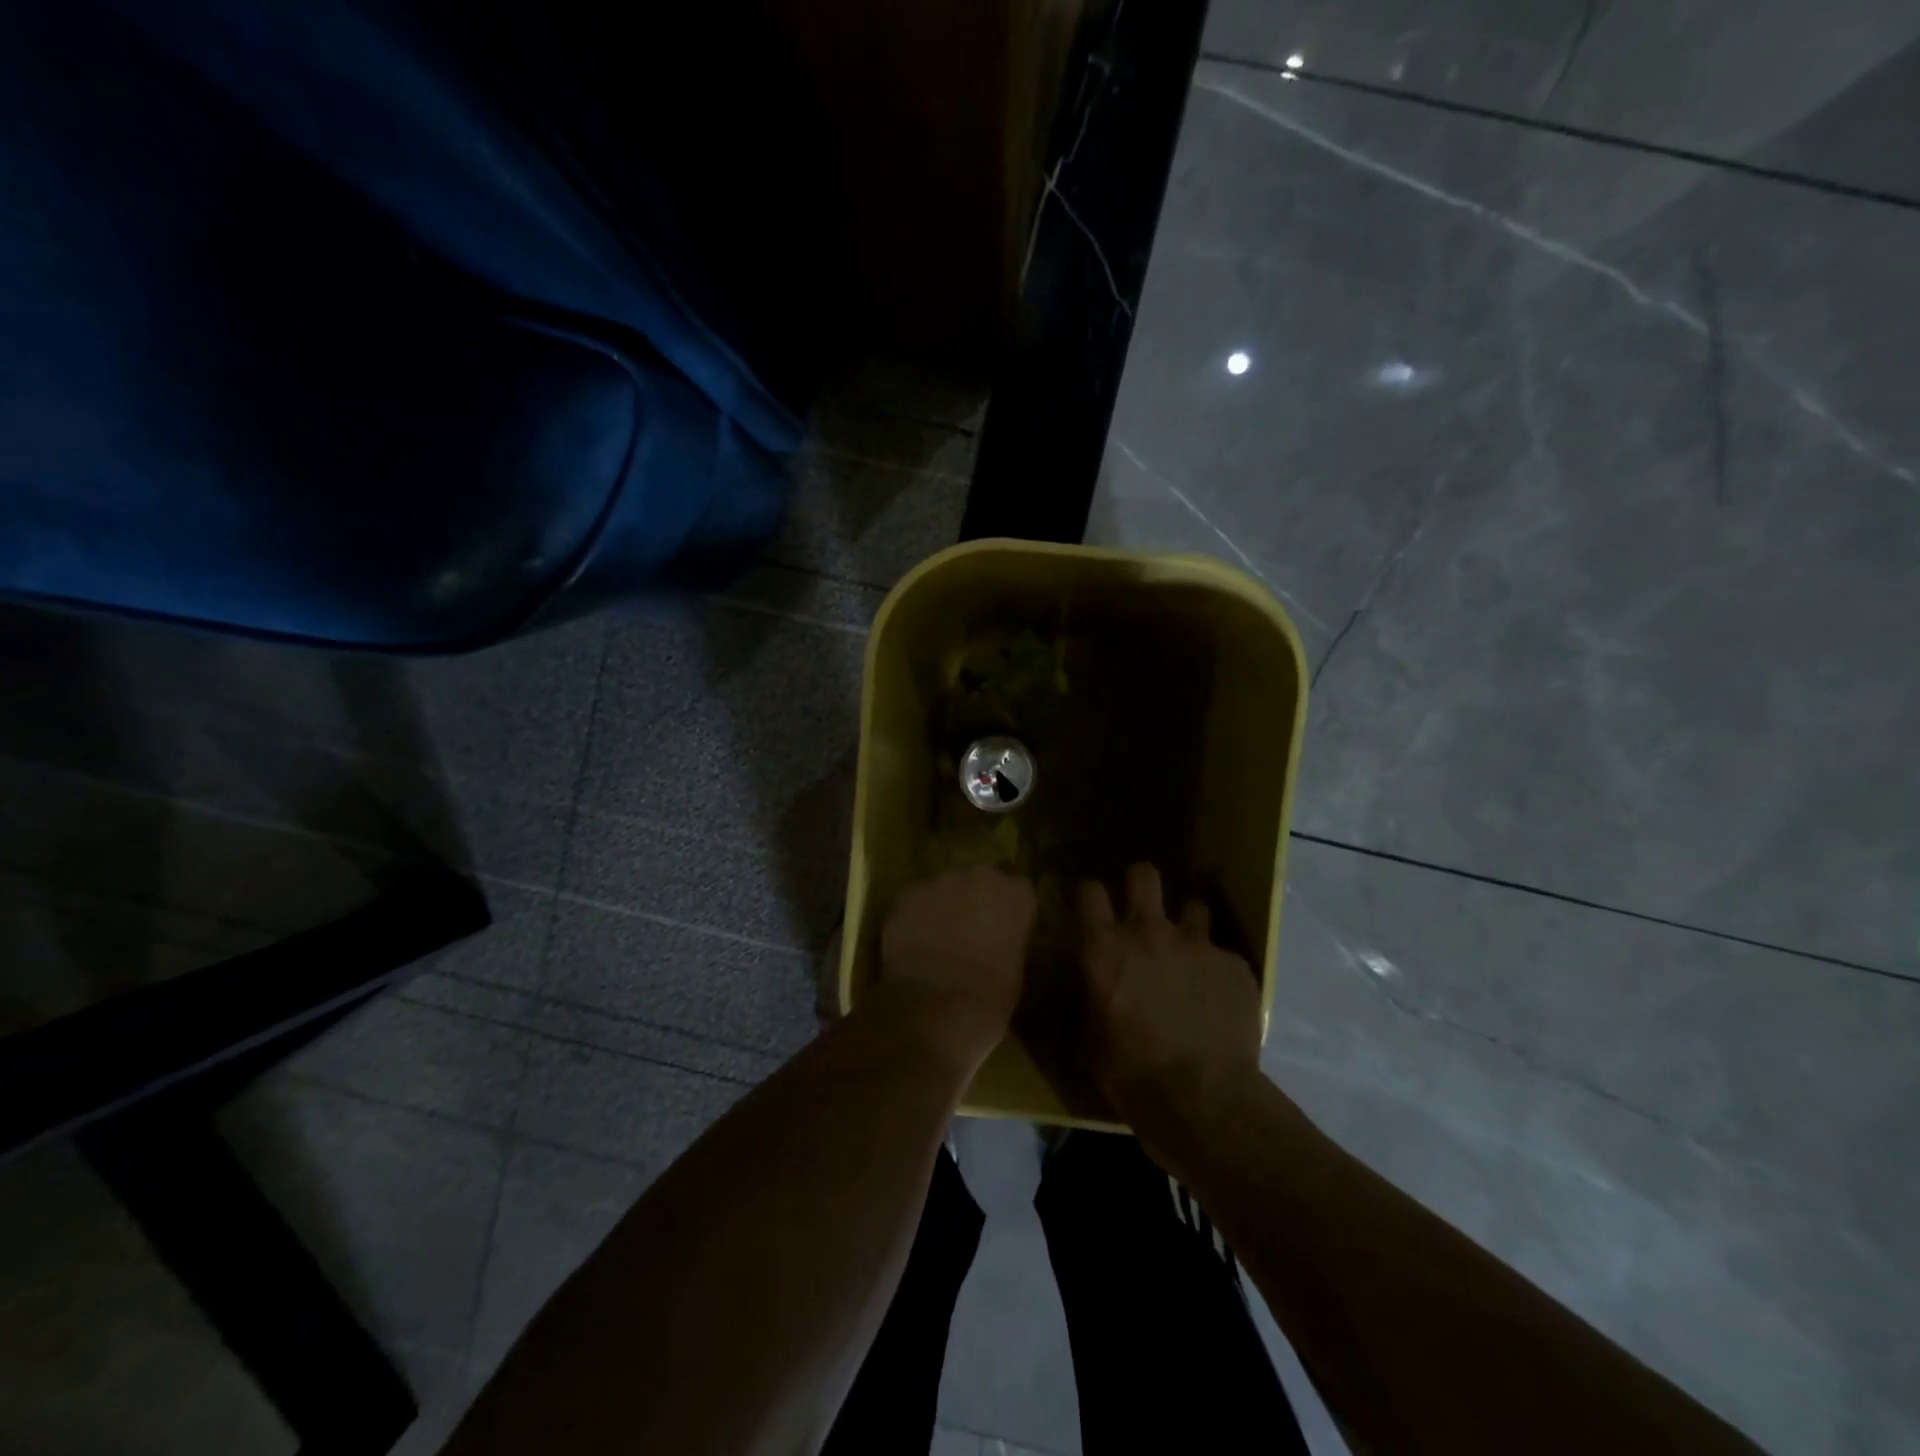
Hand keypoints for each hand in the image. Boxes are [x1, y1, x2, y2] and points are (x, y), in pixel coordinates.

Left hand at [879, 867, 1036, 1067]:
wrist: (936, 1008)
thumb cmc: (989, 998)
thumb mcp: (1015, 967)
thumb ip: (1007, 938)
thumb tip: (996, 938)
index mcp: (1015, 895)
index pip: (1016, 886)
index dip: (1006, 904)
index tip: (1001, 923)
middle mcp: (979, 877)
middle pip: (977, 878)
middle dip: (973, 898)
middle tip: (966, 928)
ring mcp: (939, 882)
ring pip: (942, 887)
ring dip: (942, 905)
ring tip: (935, 936)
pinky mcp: (906, 895)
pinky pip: (914, 901)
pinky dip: (914, 917)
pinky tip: (911, 942)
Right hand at [1078, 864, 1262, 1135]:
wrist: (1201, 1099)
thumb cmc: (1130, 1073)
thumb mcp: (1089, 1038)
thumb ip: (1090, 999)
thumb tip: (1091, 989)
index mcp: (1105, 948)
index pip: (1089, 892)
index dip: (1089, 893)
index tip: (1091, 905)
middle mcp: (1149, 932)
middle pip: (1144, 875)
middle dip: (1141, 882)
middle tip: (1142, 903)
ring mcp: (1197, 944)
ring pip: (1193, 906)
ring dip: (1187, 924)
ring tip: (1189, 952)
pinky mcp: (1235, 965)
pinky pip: (1223, 955)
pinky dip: (1218, 971)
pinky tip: (1219, 1000)